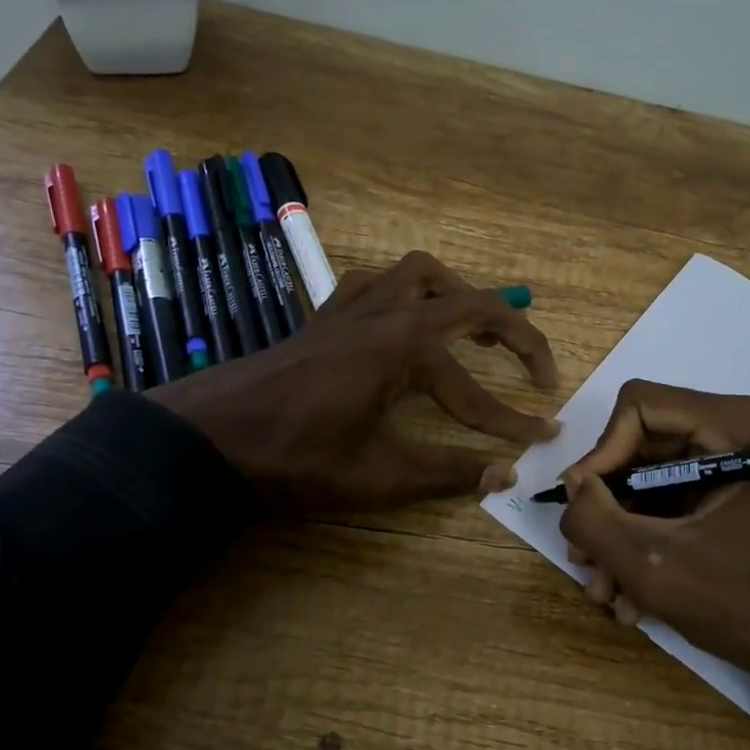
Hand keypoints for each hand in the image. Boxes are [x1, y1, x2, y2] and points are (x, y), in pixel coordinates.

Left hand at [156, 251, 560, 510]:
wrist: (206, 438)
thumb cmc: (293, 458)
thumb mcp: (377, 476)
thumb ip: (446, 473)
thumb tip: (504, 475)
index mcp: (404, 348)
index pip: (475, 389)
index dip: (512, 419)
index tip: (542, 437)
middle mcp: (386, 314)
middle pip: (468, 303)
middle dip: (514, 332)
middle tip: (538, 367)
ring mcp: (352, 309)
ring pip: (418, 273)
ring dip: (457, 292)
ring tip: (477, 326)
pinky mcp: (325, 317)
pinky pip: (373, 283)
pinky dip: (401, 291)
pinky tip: (402, 318)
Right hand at [557, 380, 749, 741]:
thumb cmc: (742, 606)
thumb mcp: (652, 566)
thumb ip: (594, 519)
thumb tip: (571, 485)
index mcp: (734, 426)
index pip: (638, 406)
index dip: (602, 453)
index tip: (585, 506)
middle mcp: (736, 429)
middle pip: (639, 445)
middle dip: (607, 507)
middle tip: (585, 558)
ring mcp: (733, 461)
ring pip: (647, 477)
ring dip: (620, 533)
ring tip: (606, 591)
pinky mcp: (729, 490)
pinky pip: (668, 499)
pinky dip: (645, 540)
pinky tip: (631, 594)